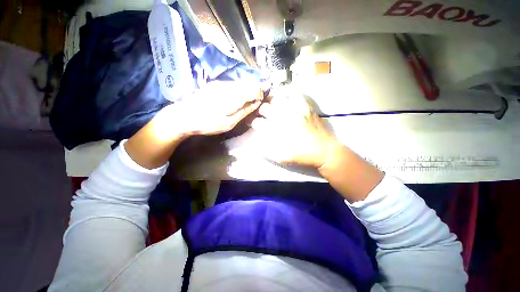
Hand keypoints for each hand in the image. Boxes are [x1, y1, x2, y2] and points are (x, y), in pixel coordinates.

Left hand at [174, 81, 262, 135]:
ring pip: (240, 83)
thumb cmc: (208, 123)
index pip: (254, 89)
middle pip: (248, 84)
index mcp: (232, 96)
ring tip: (243, 104)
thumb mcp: (229, 123)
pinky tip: (233, 101)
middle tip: (252, 104)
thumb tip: (256, 103)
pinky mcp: (215, 84)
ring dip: (245, 92)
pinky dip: (237, 91)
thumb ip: (244, 111)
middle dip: (254, 92)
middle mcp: (228, 86)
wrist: (184, 116)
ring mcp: (220, 83)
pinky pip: (232, 85)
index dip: (259, 95)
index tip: (258, 103)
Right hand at [251, 93, 339, 168]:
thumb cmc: (302, 156)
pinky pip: (295, 94)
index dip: (252, 121)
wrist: (325, 151)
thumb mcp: (281, 158)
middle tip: (258, 113)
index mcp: (278, 132)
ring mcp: (296, 110)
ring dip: (270, 101)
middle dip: (258, 110)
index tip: (251, 122)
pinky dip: (287, 94)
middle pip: (265, 108)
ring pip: (277, 98)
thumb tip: (254, 142)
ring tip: (269, 104)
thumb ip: (266, 150)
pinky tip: (284, 98)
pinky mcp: (306, 107)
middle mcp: (285, 118)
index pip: (258, 122)